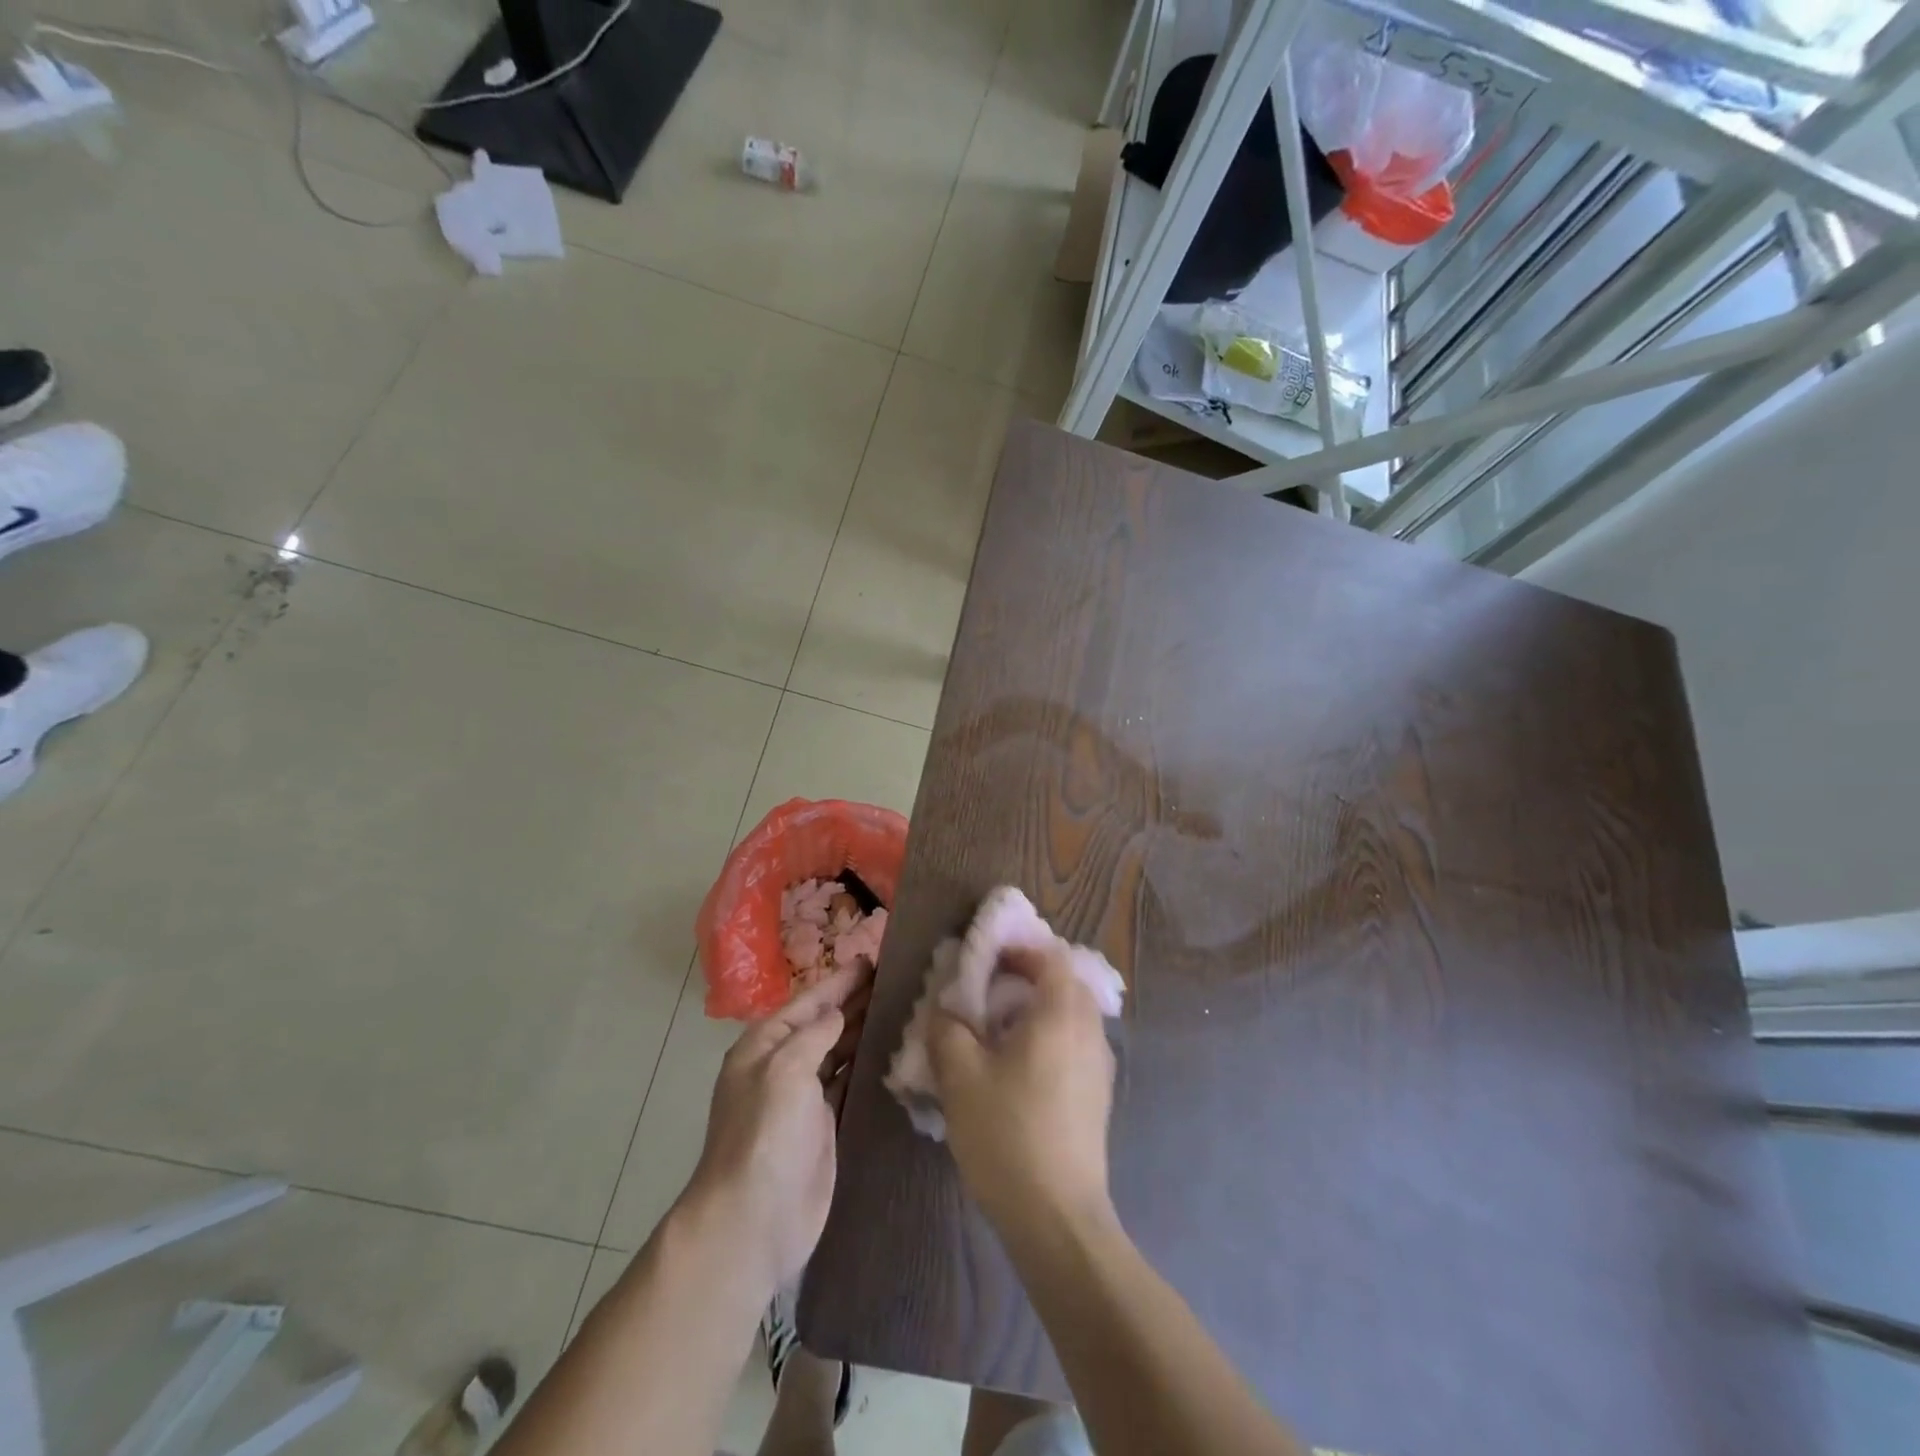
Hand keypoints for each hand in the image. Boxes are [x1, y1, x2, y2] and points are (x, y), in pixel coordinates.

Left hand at [680, 962, 870, 1298]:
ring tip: (901, 1006)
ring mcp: (804, 1098)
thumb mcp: (784, 1071)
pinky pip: (849, 1083)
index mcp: (765, 1045)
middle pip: (826, 1023)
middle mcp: (783, 1065)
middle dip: (856, 1000)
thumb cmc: (764, 1136)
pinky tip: (891, 1052)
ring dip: (864, 1030)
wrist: (752, 1222)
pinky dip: (867, 1065)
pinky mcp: (824, 1126)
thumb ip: (813, 1035)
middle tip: (897, 977)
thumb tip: (838, 1014)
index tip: (874, 958)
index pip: (810, 1001)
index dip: (841, 980)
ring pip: (840, 1051)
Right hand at [927, 946, 1117, 1238]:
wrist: (1058, 1218)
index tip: (985, 962)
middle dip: (1028, 979)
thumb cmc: (1007, 1134)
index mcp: (1061, 1013)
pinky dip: (1050, 1039)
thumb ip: (947, 1030)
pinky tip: (1019, 1071)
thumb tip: (946, 1011)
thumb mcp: (960, 1077)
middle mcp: (1089, 1030)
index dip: (1019, 951)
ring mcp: (1100, 1065)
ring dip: (1039, 1011)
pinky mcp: (1099, 1096)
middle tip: (988, 995)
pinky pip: (1075, 1045)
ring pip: (1072, 1016)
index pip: (1051, 956)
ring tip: (999, 1034)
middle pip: (1065, 983)